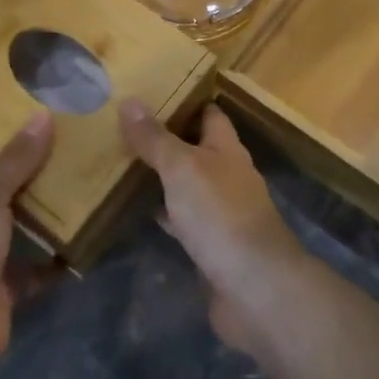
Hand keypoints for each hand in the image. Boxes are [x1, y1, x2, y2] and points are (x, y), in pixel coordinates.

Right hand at [119, 99, 304, 350]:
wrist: (254, 287)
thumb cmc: (220, 214)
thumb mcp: (182, 167)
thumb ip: (156, 138)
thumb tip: (130, 101)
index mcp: (227, 149)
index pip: (209, 113)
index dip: (186, 100)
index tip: (152, 91)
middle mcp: (228, 176)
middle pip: (197, 149)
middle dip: (168, 139)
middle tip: (125, 127)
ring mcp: (222, 212)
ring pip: (189, 184)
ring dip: (164, 176)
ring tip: (124, 163)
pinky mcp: (212, 246)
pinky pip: (184, 220)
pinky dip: (165, 212)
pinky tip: (141, 210)